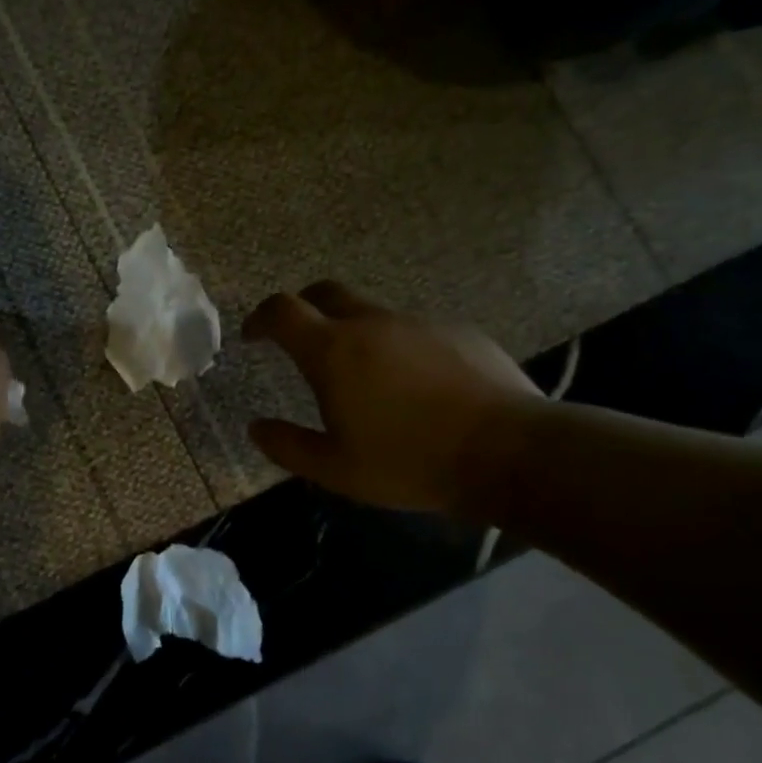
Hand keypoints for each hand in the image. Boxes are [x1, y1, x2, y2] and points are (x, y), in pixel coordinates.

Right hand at [242, 282, 539, 512]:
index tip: (253, 336)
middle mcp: (372, 324)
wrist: (508, 452)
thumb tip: (256, 427)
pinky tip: (415, 387)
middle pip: (325, 293)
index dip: (260, 318)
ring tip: (364, 377)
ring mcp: (419, 323)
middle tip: (299, 340)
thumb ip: (288, 445)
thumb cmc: (409, 462)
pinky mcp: (458, 331)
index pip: (282, 311)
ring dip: (353, 332)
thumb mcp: (335, 469)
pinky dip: (397, 347)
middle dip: (303, 309)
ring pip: (372, 313)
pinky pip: (413, 331)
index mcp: (333, 351)